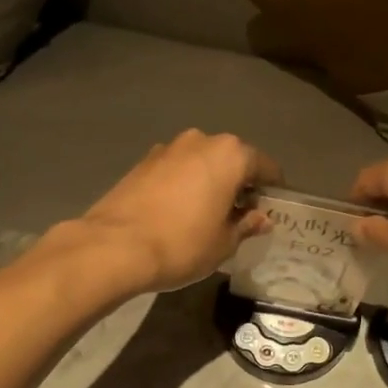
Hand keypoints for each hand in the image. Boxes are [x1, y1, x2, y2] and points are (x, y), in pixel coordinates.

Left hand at [75, 130, 281, 293]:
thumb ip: (246, 224)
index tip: (272, 209)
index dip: (272, 189)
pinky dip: (184, 184)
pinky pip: (176, 170)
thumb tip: (261, 218)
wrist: (114, 247)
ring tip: (208, 214)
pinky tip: (179, 212)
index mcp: (230, 154)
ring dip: (210, 181)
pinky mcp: (142, 162)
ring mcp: (167, 148)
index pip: (265, 166)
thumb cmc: (182, 243)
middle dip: (239, 183)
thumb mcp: (224, 242)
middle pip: (231, 159)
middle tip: (241, 214)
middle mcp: (201, 141)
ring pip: (201, 162)